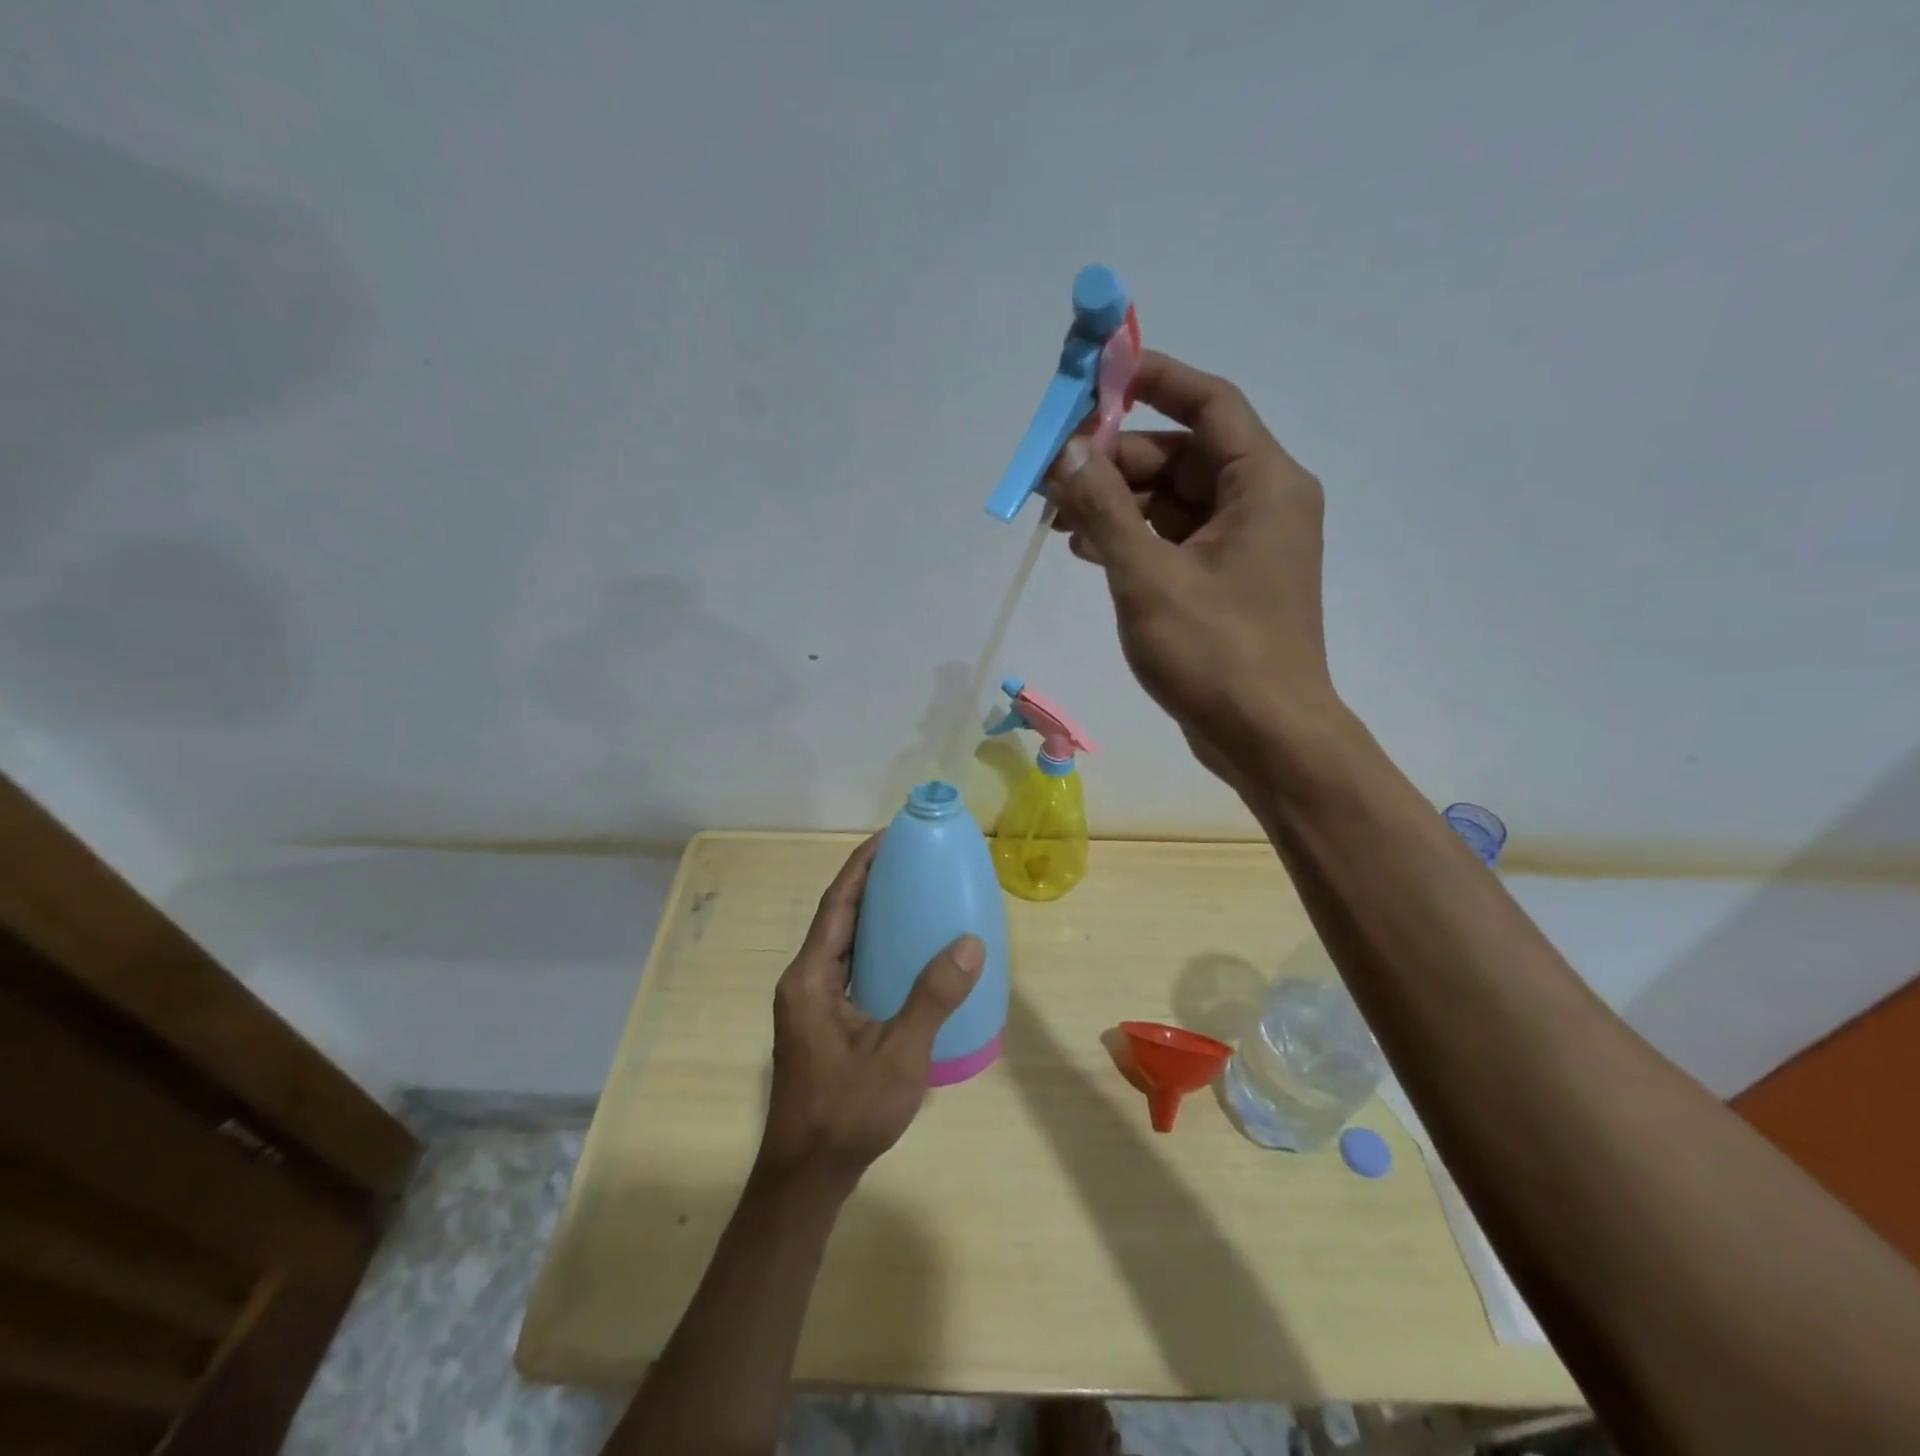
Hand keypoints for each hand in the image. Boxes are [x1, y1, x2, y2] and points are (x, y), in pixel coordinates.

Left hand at [757, 836, 984, 1190]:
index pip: (836, 904)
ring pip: (842, 943)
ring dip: (871, 915)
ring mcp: (810, 1003)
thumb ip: (933, 997)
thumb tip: (970, 943)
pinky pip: (849, 968)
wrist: (807, 1177)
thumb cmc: (847, 1112)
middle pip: (837, 917)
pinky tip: (906, 955)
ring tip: (913, 895)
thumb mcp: (899, 1055)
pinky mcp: (821, 1022)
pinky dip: (874, 949)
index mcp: (810, 978)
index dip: (861, 865)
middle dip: (870, 883)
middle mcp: (804, 981)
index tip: (891, 836)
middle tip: (912, 860)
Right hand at [1046, 349, 1334, 784]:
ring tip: (1059, 521)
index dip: (1154, 381)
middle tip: (1056, 475)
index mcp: (1262, 484)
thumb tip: (1069, 453)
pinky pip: (1176, 539)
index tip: (1097, 378)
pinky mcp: (1227, 582)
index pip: (1209, 402)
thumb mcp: (1148, 576)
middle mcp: (1261, 503)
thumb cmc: (1215, 653)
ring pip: (1174, 501)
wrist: (1266, 737)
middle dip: (1117, 461)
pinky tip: (1088, 551)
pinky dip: (1135, 539)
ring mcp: (1245, 546)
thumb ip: (1105, 509)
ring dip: (1118, 503)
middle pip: (1183, 455)